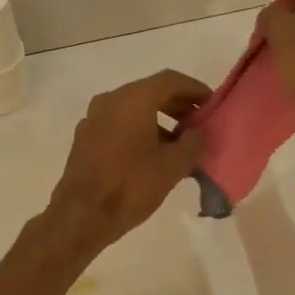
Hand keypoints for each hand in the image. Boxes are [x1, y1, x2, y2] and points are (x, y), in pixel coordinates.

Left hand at [45, 70, 207, 252]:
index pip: (170, 80)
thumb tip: (197, 132)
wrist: (81, 215)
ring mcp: (93, 118)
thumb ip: (193, 142)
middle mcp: (110, 100)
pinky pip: (119, 123)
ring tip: (181, 143)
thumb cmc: (130, 186)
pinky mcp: (85, 137)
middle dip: (178, 104)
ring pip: (133, 108)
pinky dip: (140, 129)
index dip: (195, 89)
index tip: (213, 104)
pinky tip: (154, 154)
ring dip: (159, 119)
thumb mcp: (173, 166)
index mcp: (132, 99)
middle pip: (150, 91)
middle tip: (200, 123)